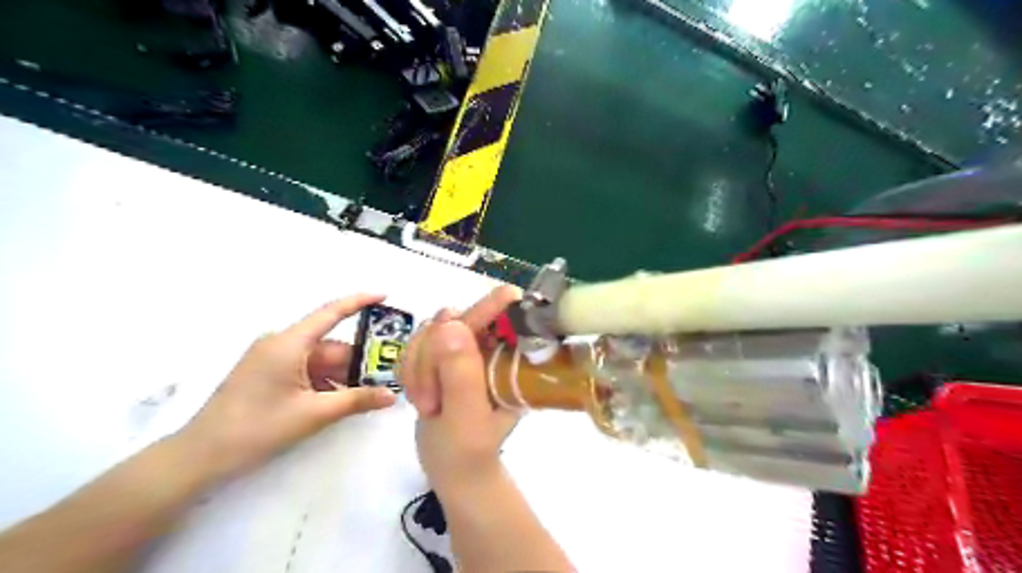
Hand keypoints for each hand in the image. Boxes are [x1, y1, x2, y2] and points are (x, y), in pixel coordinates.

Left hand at [178, 296, 396, 478]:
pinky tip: (339, 402)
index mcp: (289, 343)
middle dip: (357, 362)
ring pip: (320, 361)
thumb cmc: (257, 428)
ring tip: (367, 394)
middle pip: (330, 346)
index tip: (385, 296)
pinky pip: (306, 371)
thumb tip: (391, 395)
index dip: (360, 302)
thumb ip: (356, 400)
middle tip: (385, 377)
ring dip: (342, 376)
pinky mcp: (267, 374)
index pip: (331, 313)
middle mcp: (281, 344)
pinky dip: (325, 383)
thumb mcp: (314, 414)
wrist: (200, 457)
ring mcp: (272, 360)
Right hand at [402, 284, 521, 495]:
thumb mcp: (467, 417)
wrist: (452, 467)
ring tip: (428, 404)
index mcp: (511, 359)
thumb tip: (451, 322)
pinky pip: (416, 342)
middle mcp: (491, 345)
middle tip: (430, 401)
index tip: (478, 311)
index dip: (491, 307)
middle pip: (457, 319)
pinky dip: (410, 368)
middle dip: (433, 358)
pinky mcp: (443, 353)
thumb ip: (460, 373)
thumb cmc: (468, 450)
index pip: (507, 316)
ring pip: (431, 330)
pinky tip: (418, 395)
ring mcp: (466, 347)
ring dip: (419, 367)